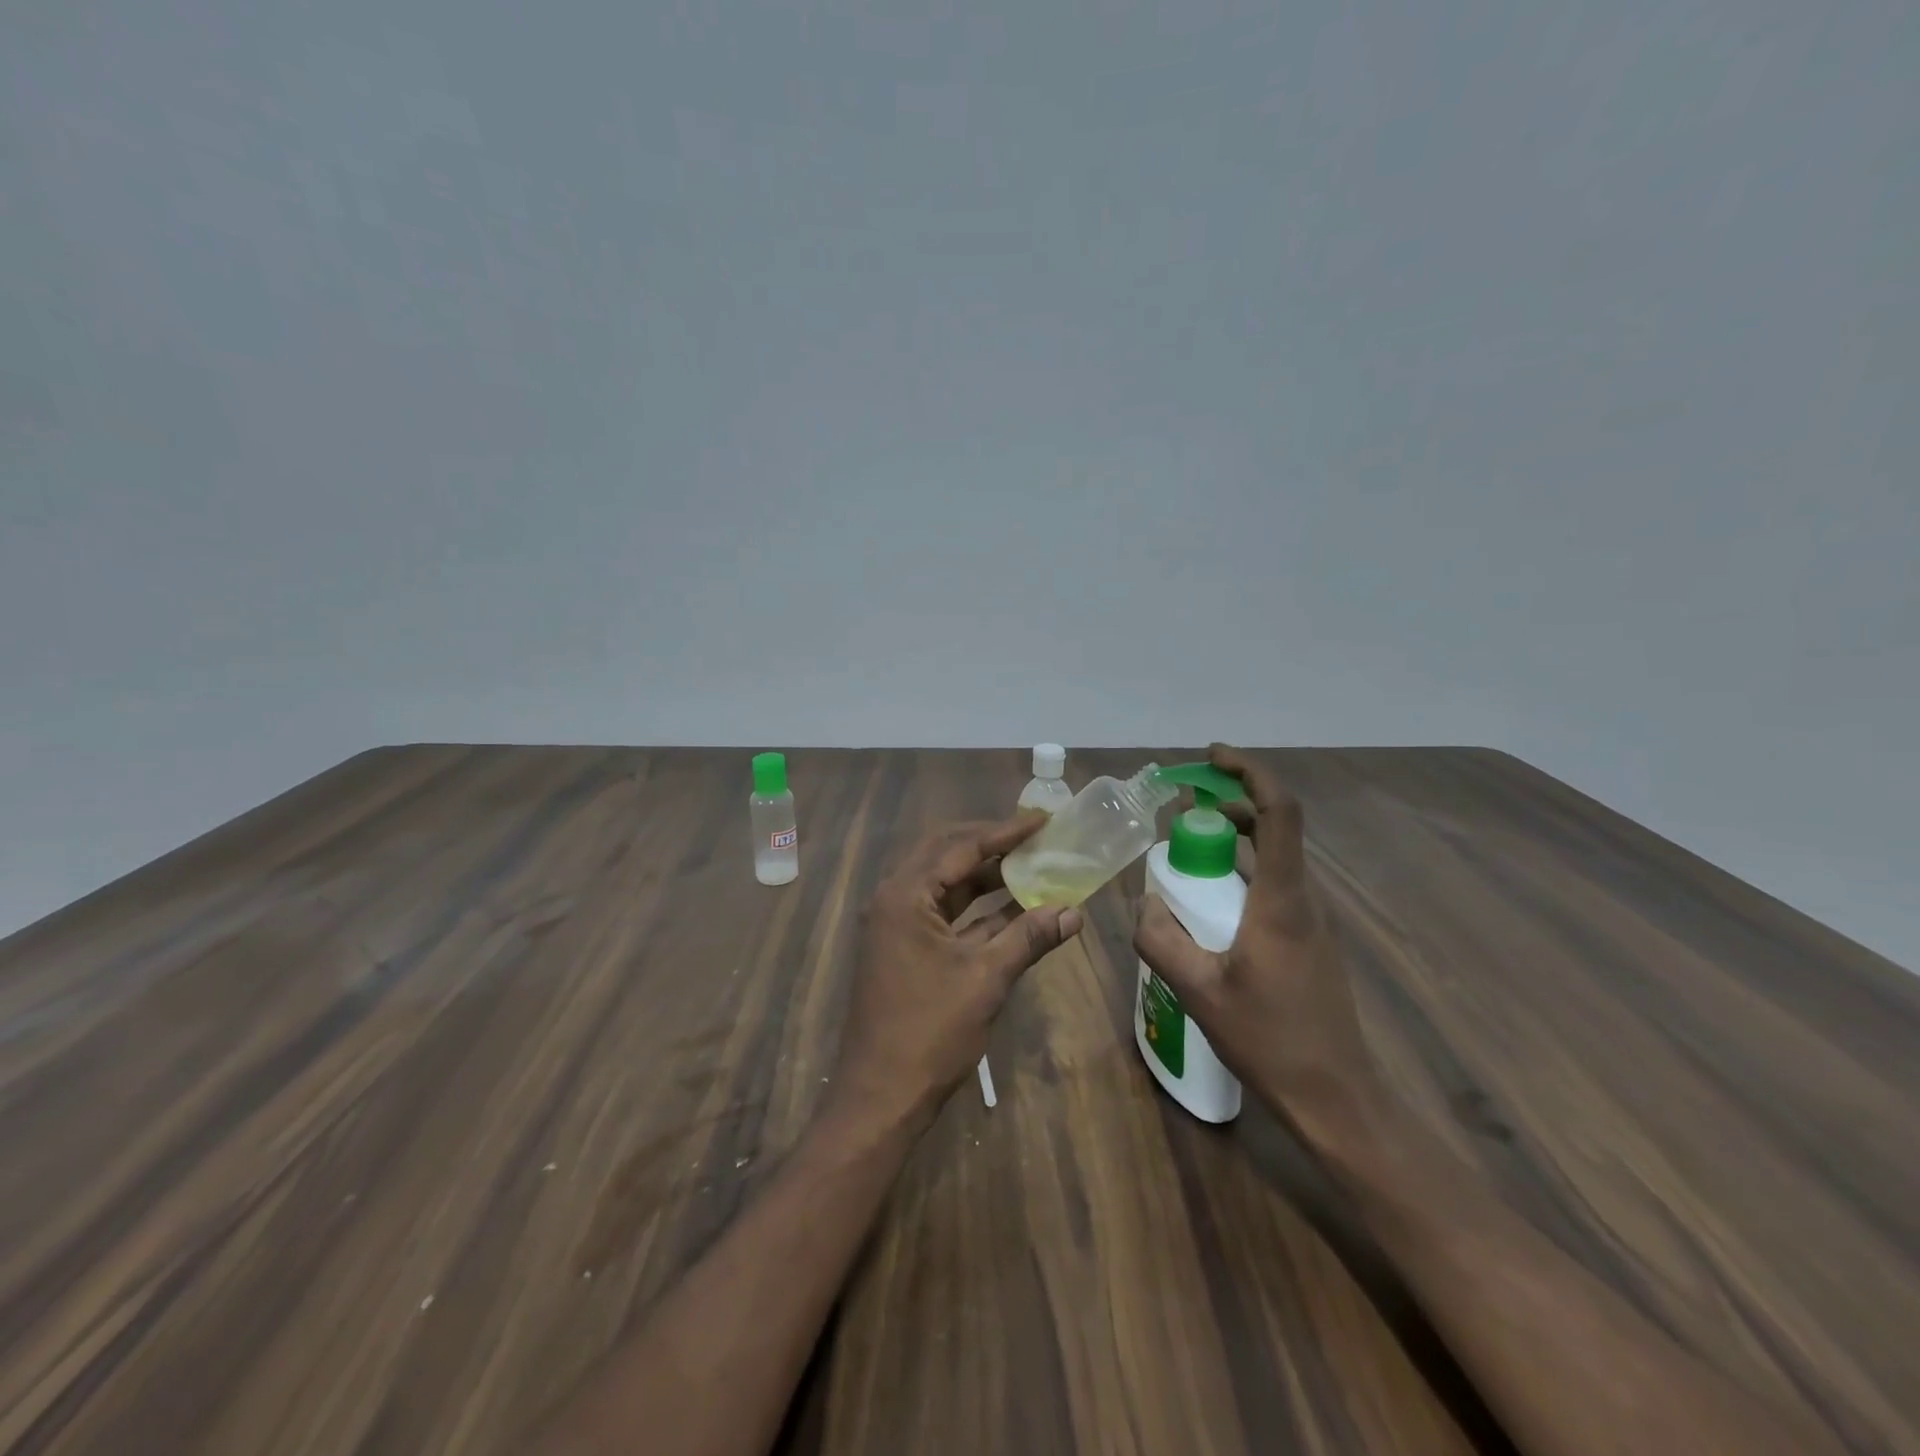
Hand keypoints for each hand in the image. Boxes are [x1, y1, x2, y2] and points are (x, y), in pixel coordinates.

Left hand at [830, 814, 1083, 1132]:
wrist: (881, 1096)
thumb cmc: (930, 1031)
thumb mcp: (986, 978)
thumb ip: (1029, 937)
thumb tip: (1074, 911)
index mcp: (905, 895)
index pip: (960, 846)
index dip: (1005, 832)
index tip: (1043, 820)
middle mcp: (894, 899)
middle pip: (946, 854)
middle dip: (991, 843)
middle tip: (1034, 835)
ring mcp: (896, 924)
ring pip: (944, 883)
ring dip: (985, 875)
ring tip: (1031, 864)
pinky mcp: (904, 948)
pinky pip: (943, 912)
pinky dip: (977, 908)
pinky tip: (1014, 908)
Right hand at [1133, 744, 1387, 1143]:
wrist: (1337, 1098)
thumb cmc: (1270, 1040)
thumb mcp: (1199, 991)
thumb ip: (1160, 941)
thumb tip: (1143, 904)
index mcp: (1282, 900)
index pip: (1279, 812)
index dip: (1250, 773)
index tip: (1212, 757)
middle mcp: (1303, 899)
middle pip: (1275, 826)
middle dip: (1229, 803)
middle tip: (1181, 804)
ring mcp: (1311, 920)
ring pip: (1274, 857)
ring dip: (1234, 838)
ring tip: (1186, 848)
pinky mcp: (1309, 940)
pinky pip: (1274, 885)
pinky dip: (1241, 871)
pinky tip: (1208, 902)